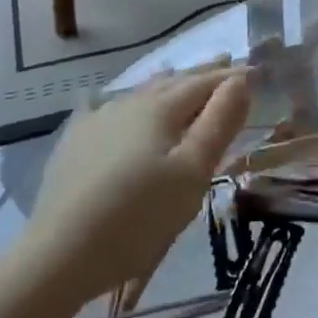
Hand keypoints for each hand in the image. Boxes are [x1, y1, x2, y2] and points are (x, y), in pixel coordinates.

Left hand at [15, 69, 250, 305]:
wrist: (60, 255)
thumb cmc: (140, 216)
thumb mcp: (193, 171)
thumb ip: (220, 122)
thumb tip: (241, 80)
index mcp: (161, 108)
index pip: (205, 82)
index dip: (232, 76)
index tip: (256, 72)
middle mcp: (128, 103)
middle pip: (173, 81)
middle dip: (202, 73)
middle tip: (225, 62)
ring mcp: (96, 121)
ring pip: (140, 92)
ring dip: (167, 84)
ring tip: (180, 77)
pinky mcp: (74, 144)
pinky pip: (106, 109)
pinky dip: (127, 102)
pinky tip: (114, 102)